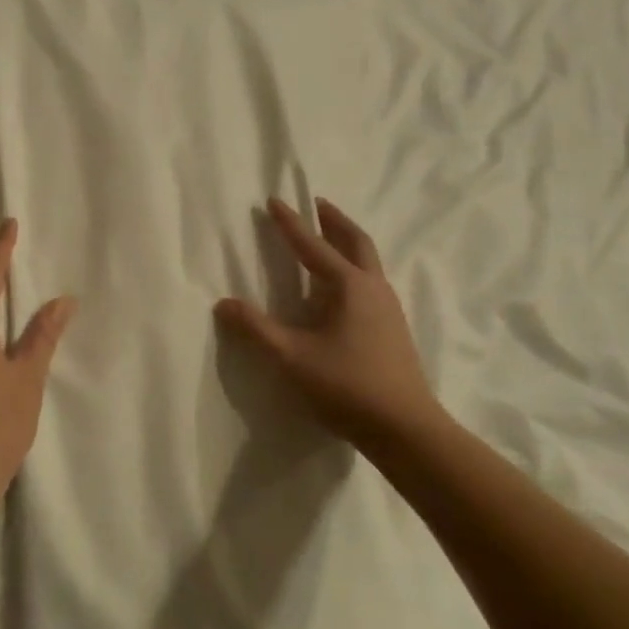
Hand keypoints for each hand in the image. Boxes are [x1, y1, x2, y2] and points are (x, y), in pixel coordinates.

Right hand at [215, 198, 444, 455]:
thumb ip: (256, 329)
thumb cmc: (347, 386)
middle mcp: (373, 287)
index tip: (274, 200)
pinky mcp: (394, 327)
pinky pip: (371, 280)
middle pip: (355, 241)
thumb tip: (223, 303)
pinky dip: (355, 266)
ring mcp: (388, 307)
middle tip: (317, 204)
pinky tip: (343, 286)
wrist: (406, 428)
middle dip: (334, 220)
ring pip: (368, 260)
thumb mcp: (292, 358)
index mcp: (348, 286)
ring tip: (329, 237)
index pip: (313, 245)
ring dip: (347, 241)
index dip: (290, 223)